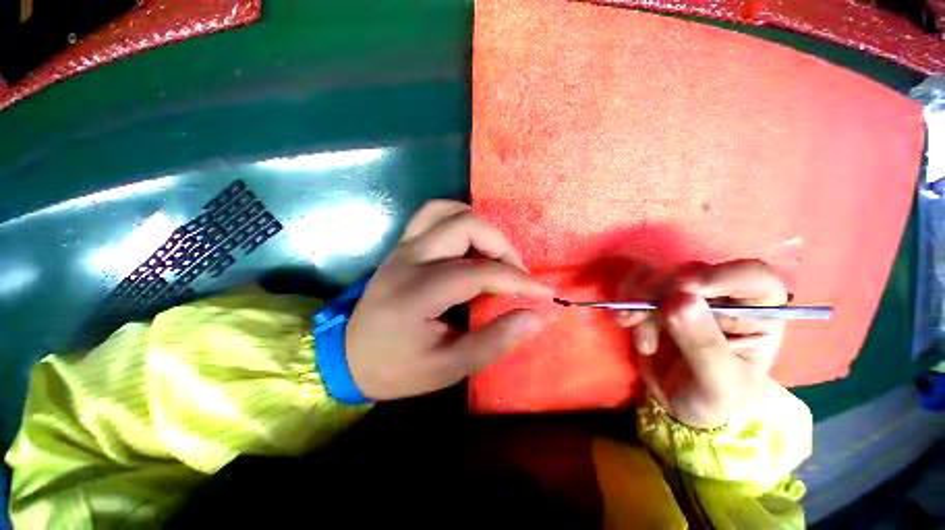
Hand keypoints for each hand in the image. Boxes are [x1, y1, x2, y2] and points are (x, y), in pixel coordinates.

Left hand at [346, 200, 553, 399]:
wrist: (348, 357)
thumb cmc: (396, 368)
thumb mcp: (447, 367)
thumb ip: (494, 341)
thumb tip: (535, 317)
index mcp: (417, 292)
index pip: (480, 273)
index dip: (519, 281)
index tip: (545, 293)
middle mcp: (409, 258)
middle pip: (465, 225)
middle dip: (502, 246)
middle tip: (517, 274)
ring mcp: (403, 246)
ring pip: (449, 210)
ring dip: (482, 228)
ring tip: (496, 256)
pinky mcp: (403, 245)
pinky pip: (434, 214)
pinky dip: (460, 221)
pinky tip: (471, 244)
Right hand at [615, 260, 786, 428]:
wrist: (681, 406)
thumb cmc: (715, 401)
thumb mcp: (717, 383)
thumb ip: (703, 344)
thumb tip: (679, 299)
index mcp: (758, 313)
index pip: (752, 276)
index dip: (719, 277)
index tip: (682, 292)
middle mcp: (725, 296)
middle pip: (691, 271)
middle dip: (658, 292)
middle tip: (635, 318)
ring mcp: (688, 294)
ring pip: (659, 274)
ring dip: (637, 297)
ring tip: (629, 325)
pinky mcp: (658, 297)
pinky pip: (638, 281)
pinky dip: (625, 296)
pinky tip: (625, 321)